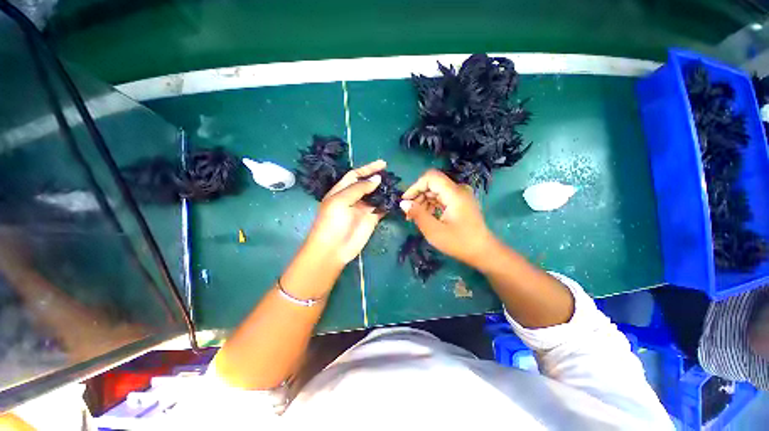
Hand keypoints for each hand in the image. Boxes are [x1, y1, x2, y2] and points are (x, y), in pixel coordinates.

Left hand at [303, 160, 386, 267]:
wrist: (333, 249)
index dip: (368, 168)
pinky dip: (388, 203)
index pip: (355, 175)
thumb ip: (359, 188)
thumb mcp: (341, 200)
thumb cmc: (332, 222)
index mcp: (342, 190)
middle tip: (392, 175)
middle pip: (367, 184)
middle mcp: (353, 198)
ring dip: (385, 190)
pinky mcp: (371, 219)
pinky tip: (396, 199)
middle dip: (378, 178)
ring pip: (376, 196)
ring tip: (396, 184)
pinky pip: (382, 208)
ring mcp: (363, 209)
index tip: (382, 164)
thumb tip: (377, 178)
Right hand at [399, 169, 495, 267]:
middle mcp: (458, 190)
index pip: (431, 177)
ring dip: (423, 202)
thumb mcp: (434, 231)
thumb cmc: (459, 243)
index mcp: (454, 193)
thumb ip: (418, 214)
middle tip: (409, 213)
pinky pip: (442, 198)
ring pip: (436, 191)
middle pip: (432, 184)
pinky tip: (426, 217)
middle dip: (418, 196)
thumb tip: (403, 203)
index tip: (406, 201)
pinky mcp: (460, 202)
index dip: (415, 186)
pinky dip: (431, 205)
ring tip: (415, 217)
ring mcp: (460, 196)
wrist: (483, 252)